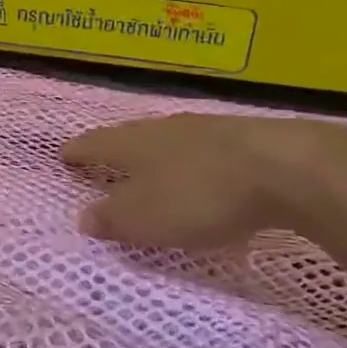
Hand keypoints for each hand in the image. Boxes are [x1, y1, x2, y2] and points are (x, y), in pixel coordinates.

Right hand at [61, 113, 346, 251]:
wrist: (284, 168)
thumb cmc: (199, 195)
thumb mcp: (147, 219)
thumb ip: (112, 218)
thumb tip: (82, 217)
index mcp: (131, 144)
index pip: (93, 145)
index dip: (76, 153)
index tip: (62, 155)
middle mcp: (160, 128)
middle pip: (128, 137)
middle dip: (113, 151)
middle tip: (101, 162)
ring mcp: (201, 129)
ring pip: (164, 140)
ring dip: (152, 156)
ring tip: (148, 169)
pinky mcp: (239, 138)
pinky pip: (199, 149)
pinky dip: (188, 163)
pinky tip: (198, 174)